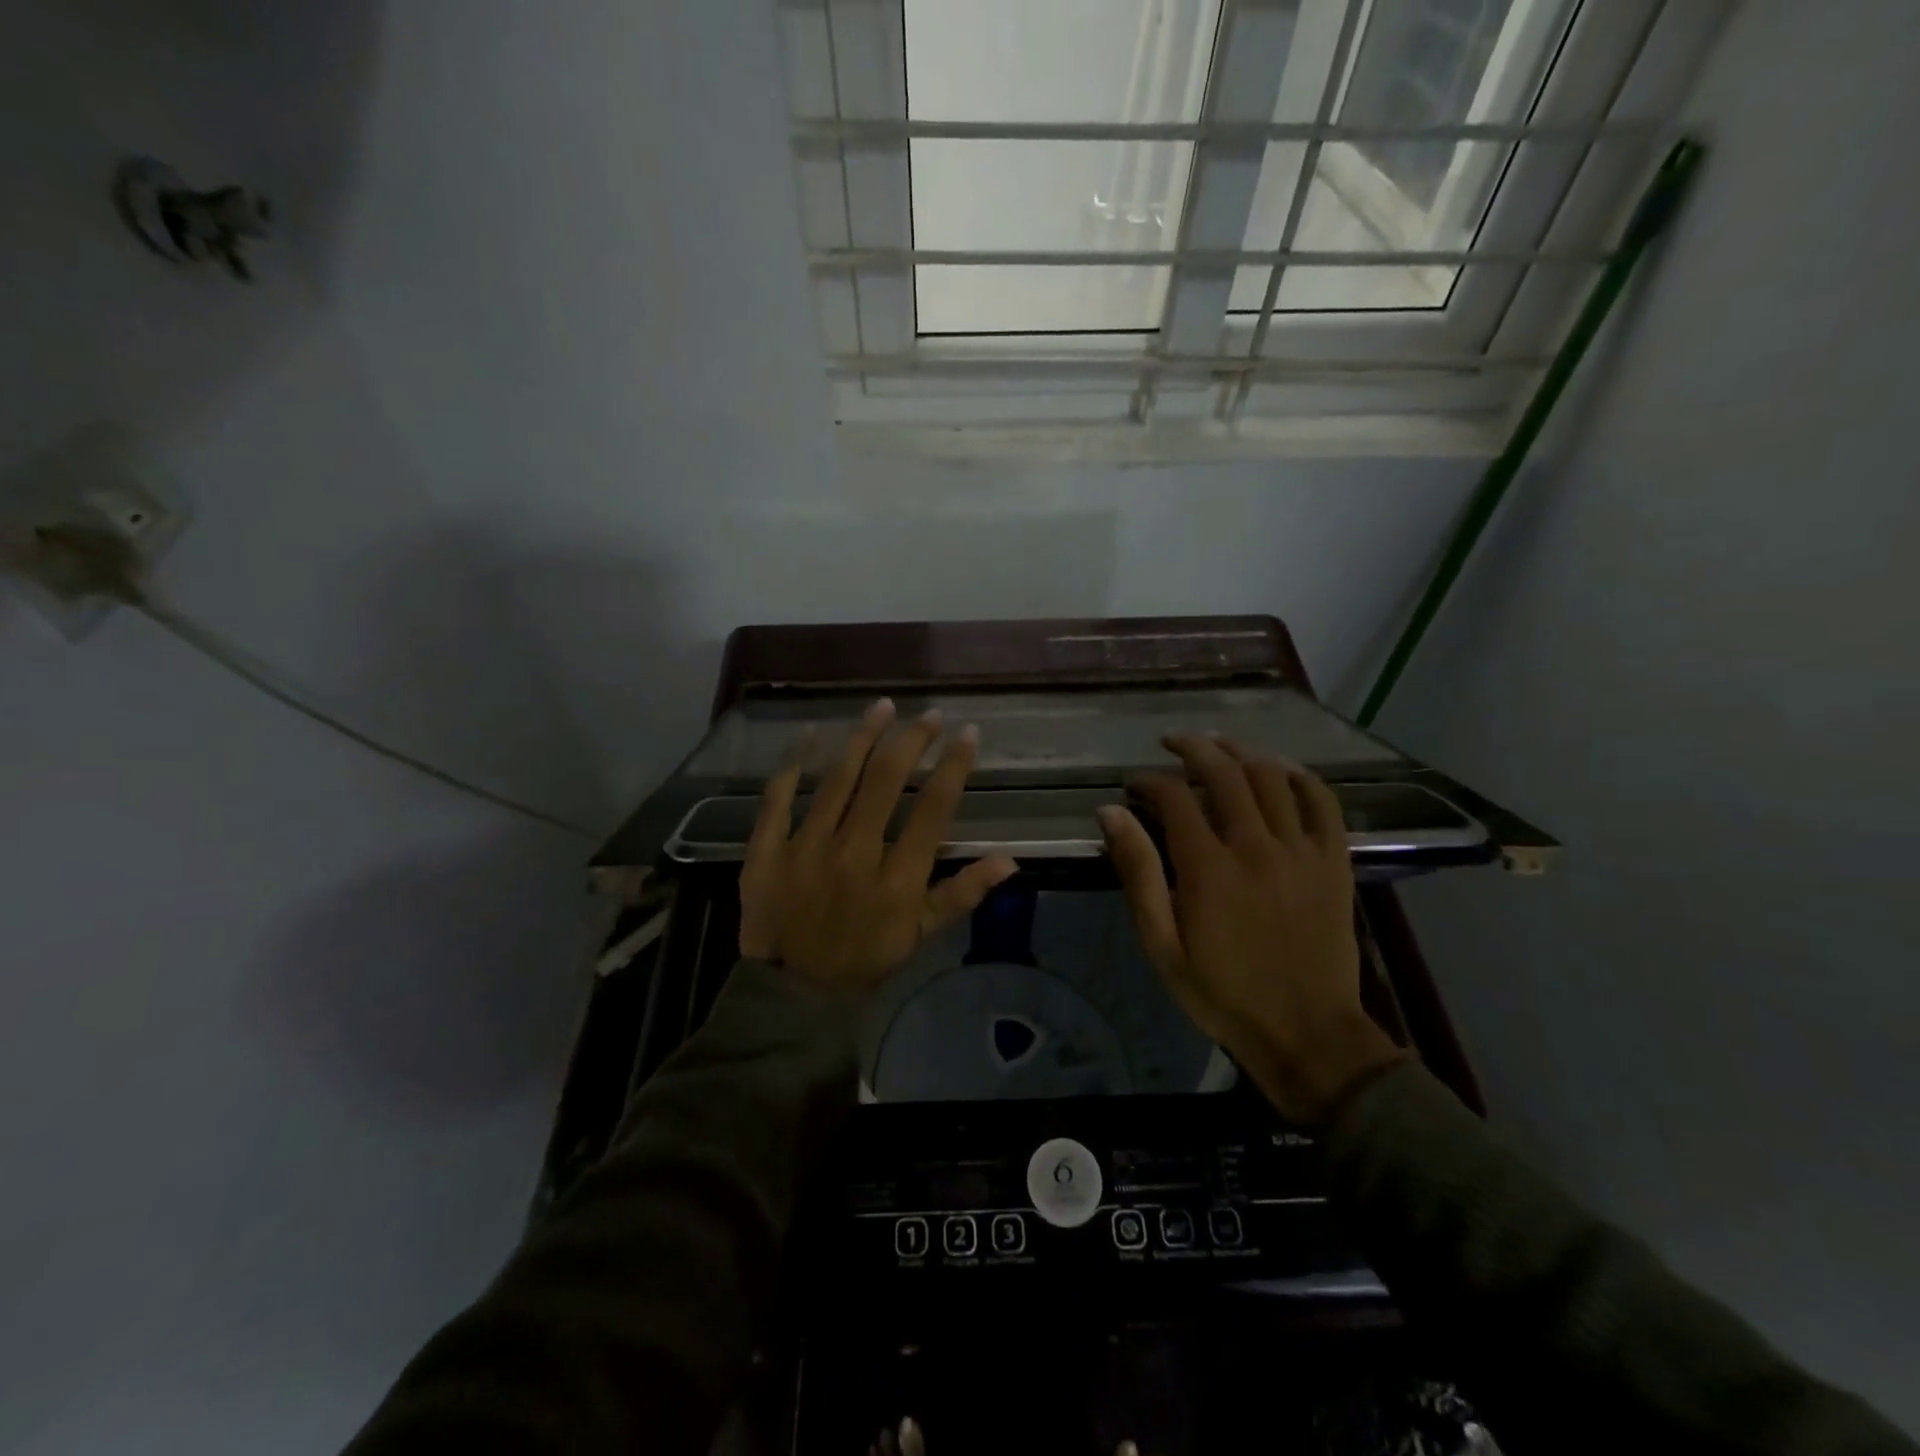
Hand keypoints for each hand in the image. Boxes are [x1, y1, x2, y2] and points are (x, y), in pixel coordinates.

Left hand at [739, 698, 1019, 991]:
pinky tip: (812, 733)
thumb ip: (962, 893)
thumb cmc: (864, 958)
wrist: (791, 992)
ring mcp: (805, 847)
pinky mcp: (766, 849)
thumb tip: (1010, 859)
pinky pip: (778, 796)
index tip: (968, 734)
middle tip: (929, 715)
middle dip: (912, 740)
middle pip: (884, 781)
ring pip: (837, 779)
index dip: (954, 767)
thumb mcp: (920, 934)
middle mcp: (853, 853)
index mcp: (896, 879)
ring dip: (862, 738)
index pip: (932, 809)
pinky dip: (794, 762)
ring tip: (882, 707)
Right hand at [1098, 736, 1405, 1125]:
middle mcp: (1256, 845)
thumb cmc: (1221, 992)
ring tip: (1219, 746)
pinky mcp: (1333, 862)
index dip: (1149, 780)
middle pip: (1224, 772)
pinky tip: (1281, 769)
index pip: (1175, 797)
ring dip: (1241, 752)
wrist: (1305, 1032)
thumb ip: (1138, 873)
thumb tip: (1111, 814)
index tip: (1133, 784)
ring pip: (1272, 777)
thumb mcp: (1162, 942)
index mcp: (1208, 867)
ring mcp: (1301, 850)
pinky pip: (1323, 803)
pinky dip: (1301, 777)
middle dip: (1192, 749)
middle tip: (1171, 745)